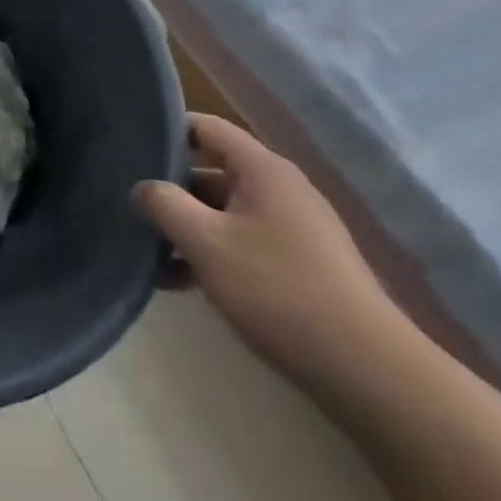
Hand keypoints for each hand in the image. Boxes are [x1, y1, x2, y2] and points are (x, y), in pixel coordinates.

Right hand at [133, 114, 408, 393]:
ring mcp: (295, 228)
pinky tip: (181, 283)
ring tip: (148, 253)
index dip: (167, 131)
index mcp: (262, 169)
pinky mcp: (301, 265)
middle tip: (131, 208)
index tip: (130, 149)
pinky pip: (244, 242)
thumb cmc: (279, 292)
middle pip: (212, 171)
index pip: (205, 128)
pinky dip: (213, 253)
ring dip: (189, 228)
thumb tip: (142, 187)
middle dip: (171, 190)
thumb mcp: (207, 244)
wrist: (370, 373)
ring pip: (225, 212)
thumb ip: (165, 205)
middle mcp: (281, 188)